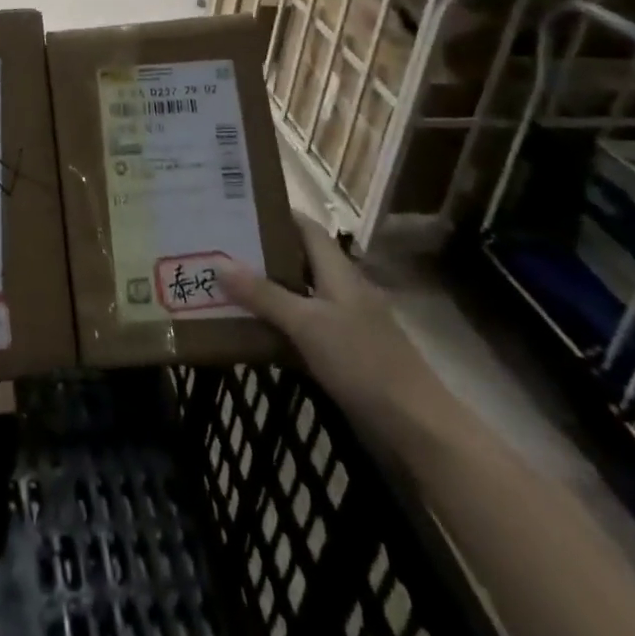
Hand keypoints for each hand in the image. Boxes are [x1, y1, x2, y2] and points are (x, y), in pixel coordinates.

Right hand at [219, 216, 446, 444]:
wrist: (417, 428)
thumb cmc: (363, 362)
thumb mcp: (307, 324)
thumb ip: (263, 294)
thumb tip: (218, 261)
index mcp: (338, 271)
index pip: (305, 227)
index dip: (275, 214)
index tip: (236, 207)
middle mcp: (341, 290)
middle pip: (297, 260)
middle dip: (260, 253)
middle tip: (217, 246)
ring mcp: (344, 323)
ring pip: (297, 295)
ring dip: (265, 291)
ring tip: (222, 284)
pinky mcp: (342, 354)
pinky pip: (301, 328)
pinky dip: (277, 324)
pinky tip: (248, 330)